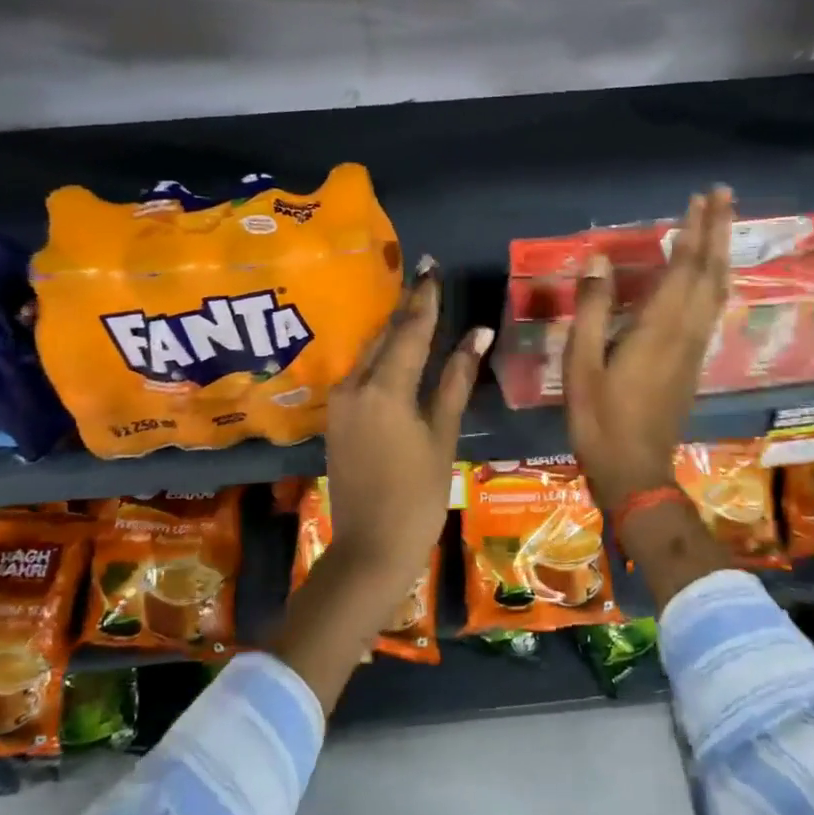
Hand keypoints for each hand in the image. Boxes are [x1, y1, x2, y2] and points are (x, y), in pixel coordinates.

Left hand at [326, 257, 490, 594]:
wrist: (370, 547)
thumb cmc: (418, 495)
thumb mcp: (442, 435)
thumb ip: (455, 380)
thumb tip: (478, 335)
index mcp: (384, 388)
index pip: (410, 330)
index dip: (424, 298)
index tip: (431, 266)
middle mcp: (354, 385)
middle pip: (385, 336)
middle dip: (406, 307)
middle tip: (424, 278)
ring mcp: (340, 402)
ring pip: (369, 353)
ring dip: (392, 330)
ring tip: (414, 305)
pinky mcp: (336, 417)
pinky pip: (360, 373)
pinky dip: (380, 356)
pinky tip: (394, 348)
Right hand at [566, 187, 734, 514]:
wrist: (635, 471)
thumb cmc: (600, 419)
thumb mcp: (582, 364)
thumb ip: (593, 310)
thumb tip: (598, 260)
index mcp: (660, 329)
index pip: (686, 269)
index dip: (695, 231)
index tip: (701, 198)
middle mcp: (686, 333)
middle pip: (712, 273)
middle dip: (718, 232)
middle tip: (723, 195)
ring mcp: (694, 350)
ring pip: (718, 292)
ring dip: (720, 254)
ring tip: (718, 226)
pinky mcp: (692, 364)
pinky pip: (711, 310)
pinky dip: (713, 281)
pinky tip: (705, 277)